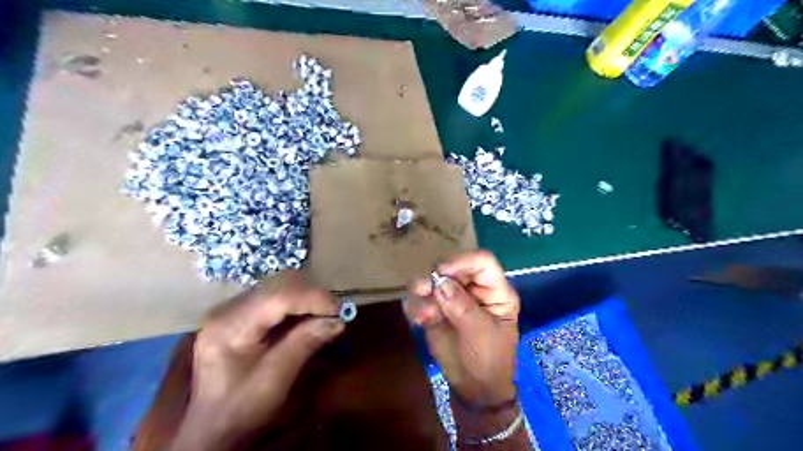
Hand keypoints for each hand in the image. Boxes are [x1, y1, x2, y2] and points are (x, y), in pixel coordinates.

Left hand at [171, 271, 343, 450]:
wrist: (213, 429)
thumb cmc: (241, 409)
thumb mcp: (276, 379)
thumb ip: (305, 344)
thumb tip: (339, 320)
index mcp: (230, 325)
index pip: (277, 296)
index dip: (312, 298)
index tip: (339, 311)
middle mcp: (228, 308)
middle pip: (278, 284)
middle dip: (311, 295)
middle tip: (333, 314)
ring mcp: (232, 308)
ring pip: (278, 285)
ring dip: (306, 297)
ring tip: (322, 315)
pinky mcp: (240, 313)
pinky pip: (275, 296)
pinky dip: (296, 303)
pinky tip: (306, 318)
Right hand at [404, 252, 516, 405]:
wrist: (472, 388)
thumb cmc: (488, 360)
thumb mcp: (481, 334)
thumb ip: (462, 307)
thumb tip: (440, 282)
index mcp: (494, 290)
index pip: (482, 262)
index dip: (462, 261)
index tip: (441, 272)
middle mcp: (472, 288)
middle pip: (452, 266)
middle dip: (436, 277)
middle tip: (424, 291)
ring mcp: (452, 297)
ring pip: (431, 279)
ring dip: (422, 292)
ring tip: (424, 315)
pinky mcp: (435, 308)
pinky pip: (419, 298)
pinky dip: (416, 306)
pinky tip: (421, 321)